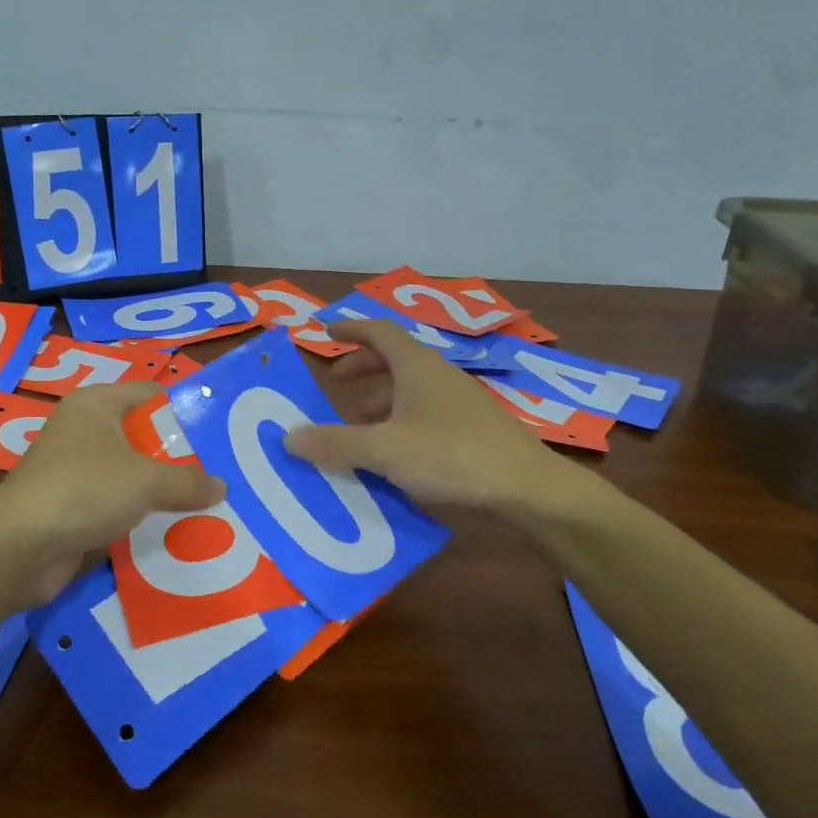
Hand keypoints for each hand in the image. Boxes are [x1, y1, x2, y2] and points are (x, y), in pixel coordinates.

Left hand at [0, 382, 224, 604]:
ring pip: (133, 474)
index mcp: (96, 404)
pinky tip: (177, 531)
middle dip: (182, 456)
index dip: (186, 408)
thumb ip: (188, 481)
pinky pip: (120, 505)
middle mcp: (85, 431)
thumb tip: (221, 487)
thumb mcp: (145, 480)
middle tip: (225, 471)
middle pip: (144, 435)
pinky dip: (144, 516)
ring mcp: (77, 470)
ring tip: (211, 504)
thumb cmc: (83, 490)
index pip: (151, 393)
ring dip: (165, 490)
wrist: (18, 549)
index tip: (222, 430)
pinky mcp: (74, 507)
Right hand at [283, 319, 602, 520]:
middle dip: (362, 368)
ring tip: (357, 427)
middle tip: (336, 384)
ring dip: (380, 401)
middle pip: (394, 359)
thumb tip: (289, 438)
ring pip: (410, 390)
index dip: (350, 329)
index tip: (324, 332)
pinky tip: (393, 454)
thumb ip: (336, 443)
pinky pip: (425, 414)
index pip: (378, 331)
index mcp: (417, 366)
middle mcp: (438, 376)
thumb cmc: (452, 455)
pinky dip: (400, 423)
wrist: (528, 488)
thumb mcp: (384, 449)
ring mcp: (459, 403)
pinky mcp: (472, 430)